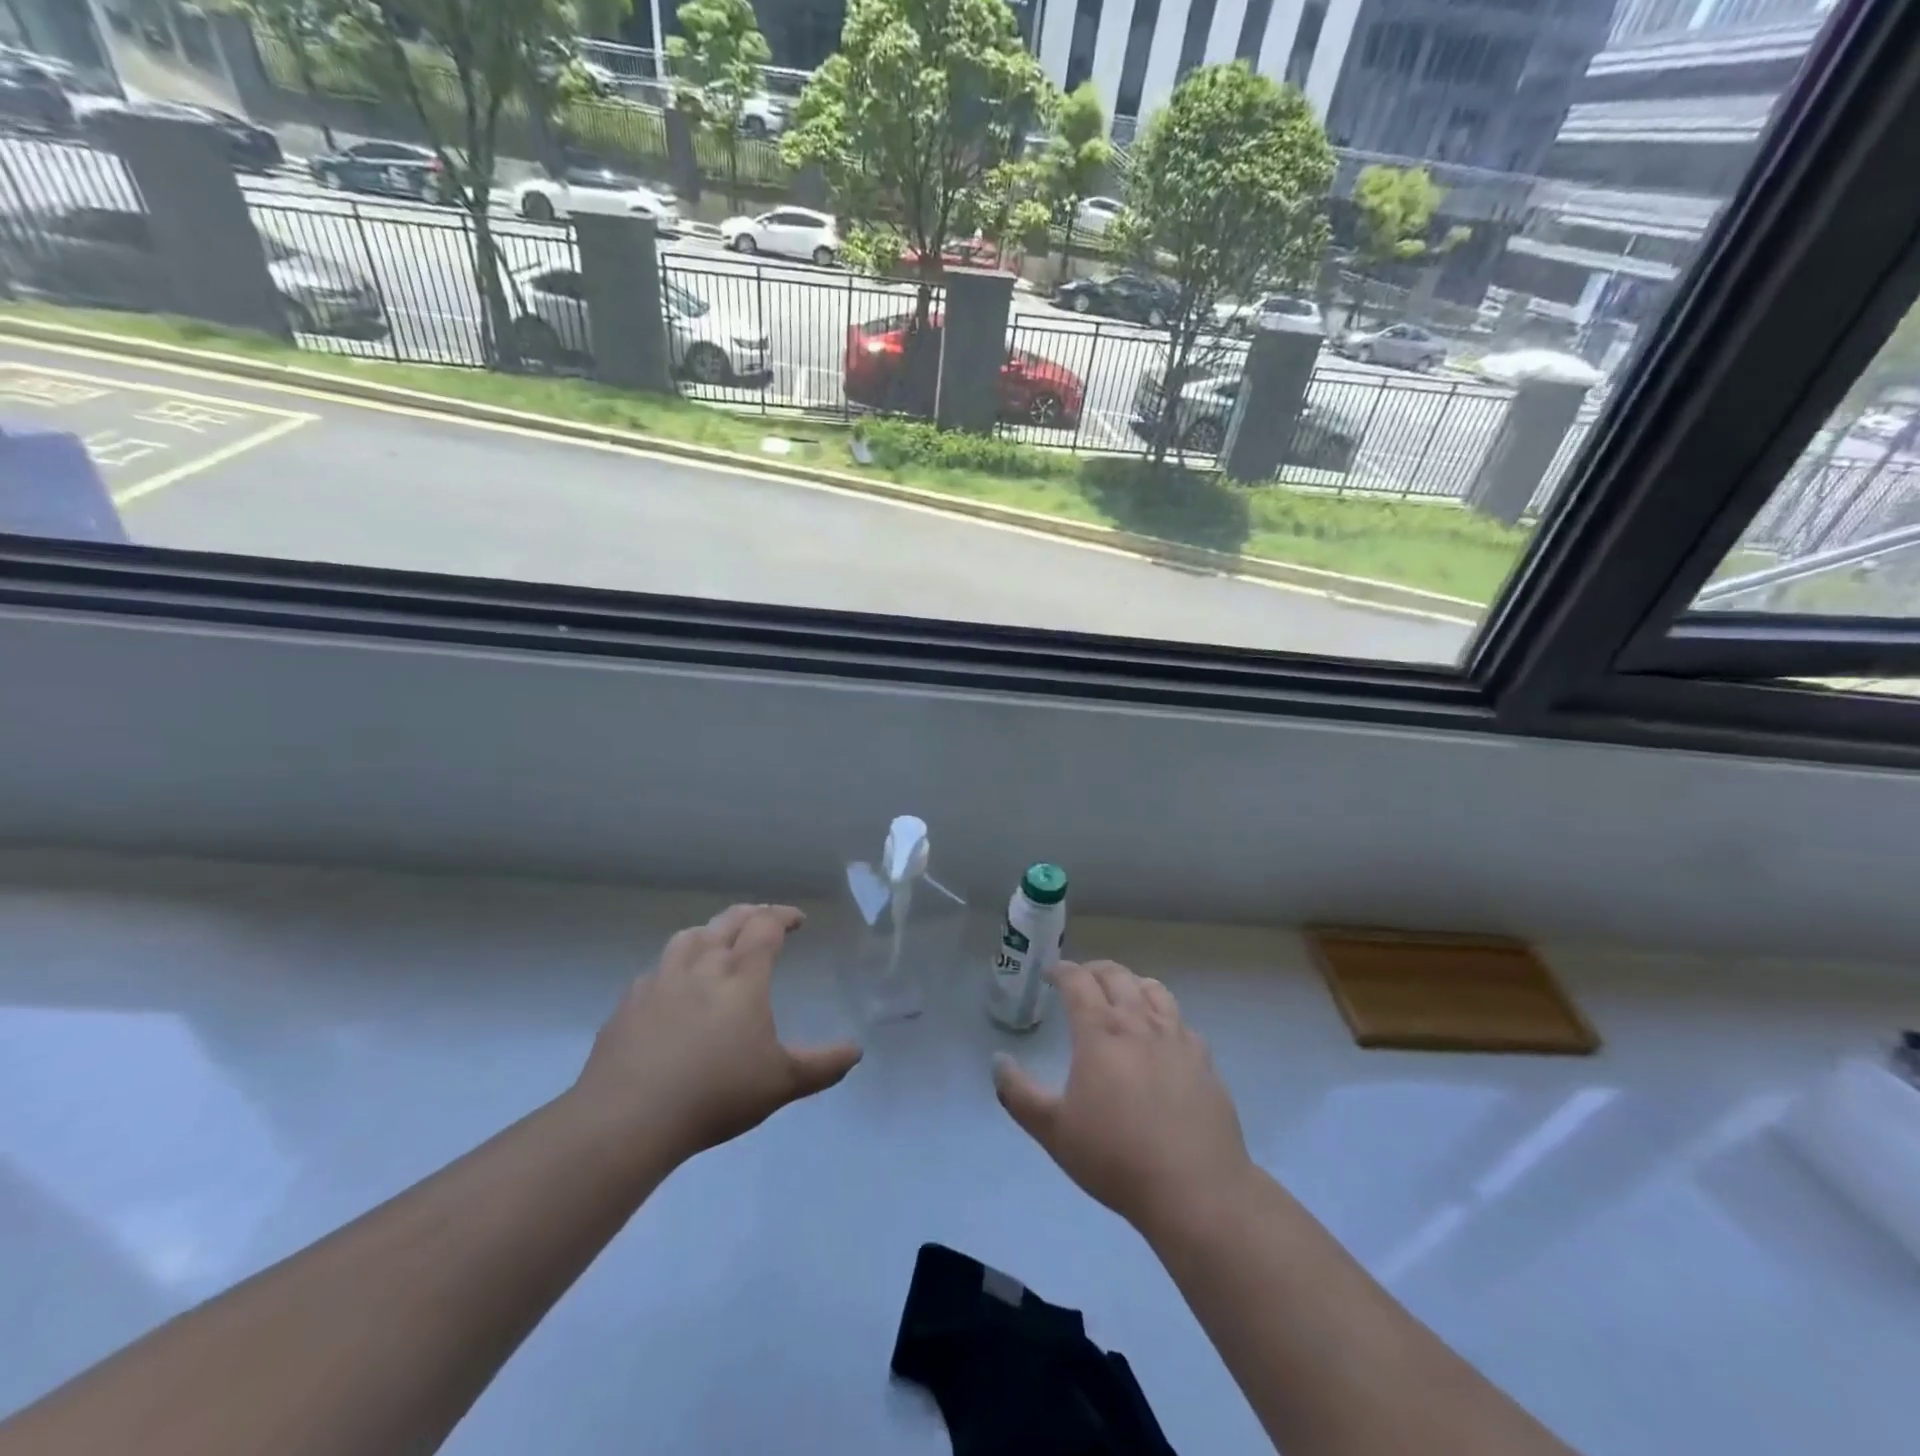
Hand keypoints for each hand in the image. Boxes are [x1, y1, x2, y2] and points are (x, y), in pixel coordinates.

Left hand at [573, 904, 861, 1166]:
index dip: (784, 916)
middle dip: (752, 914)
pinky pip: (656, 969)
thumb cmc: (716, 1093)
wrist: (629, 1117)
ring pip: (688, 937)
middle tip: (765, 919)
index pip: (766, 926)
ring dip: (710, 932)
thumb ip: (823, 1064)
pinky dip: (674, 966)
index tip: (798, 920)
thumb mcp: (782, 1083)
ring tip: (718, 943)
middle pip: (728, 921)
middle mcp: (701, 965)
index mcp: (741, 974)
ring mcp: (660, 980)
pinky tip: (674, 988)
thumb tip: (857, 1050)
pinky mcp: (629, 1002)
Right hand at [993, 959, 1253, 1239]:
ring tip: (1123, 994)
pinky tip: (1162, 1035)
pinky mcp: (1204, 1061)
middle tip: (1082, 979)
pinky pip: (1181, 1022)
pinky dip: (1164, 1015)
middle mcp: (1138, 1023)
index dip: (1063, 971)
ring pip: (1154, 990)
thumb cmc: (1115, 1157)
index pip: (1078, 981)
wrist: (1195, 1189)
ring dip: (1132, 983)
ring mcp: (1176, 1039)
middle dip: (1094, 970)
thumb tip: (998, 1061)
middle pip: (1117, 976)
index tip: (1052, 973)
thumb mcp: (1053, 1131)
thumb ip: (1019, 1094)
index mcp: (1100, 1031)